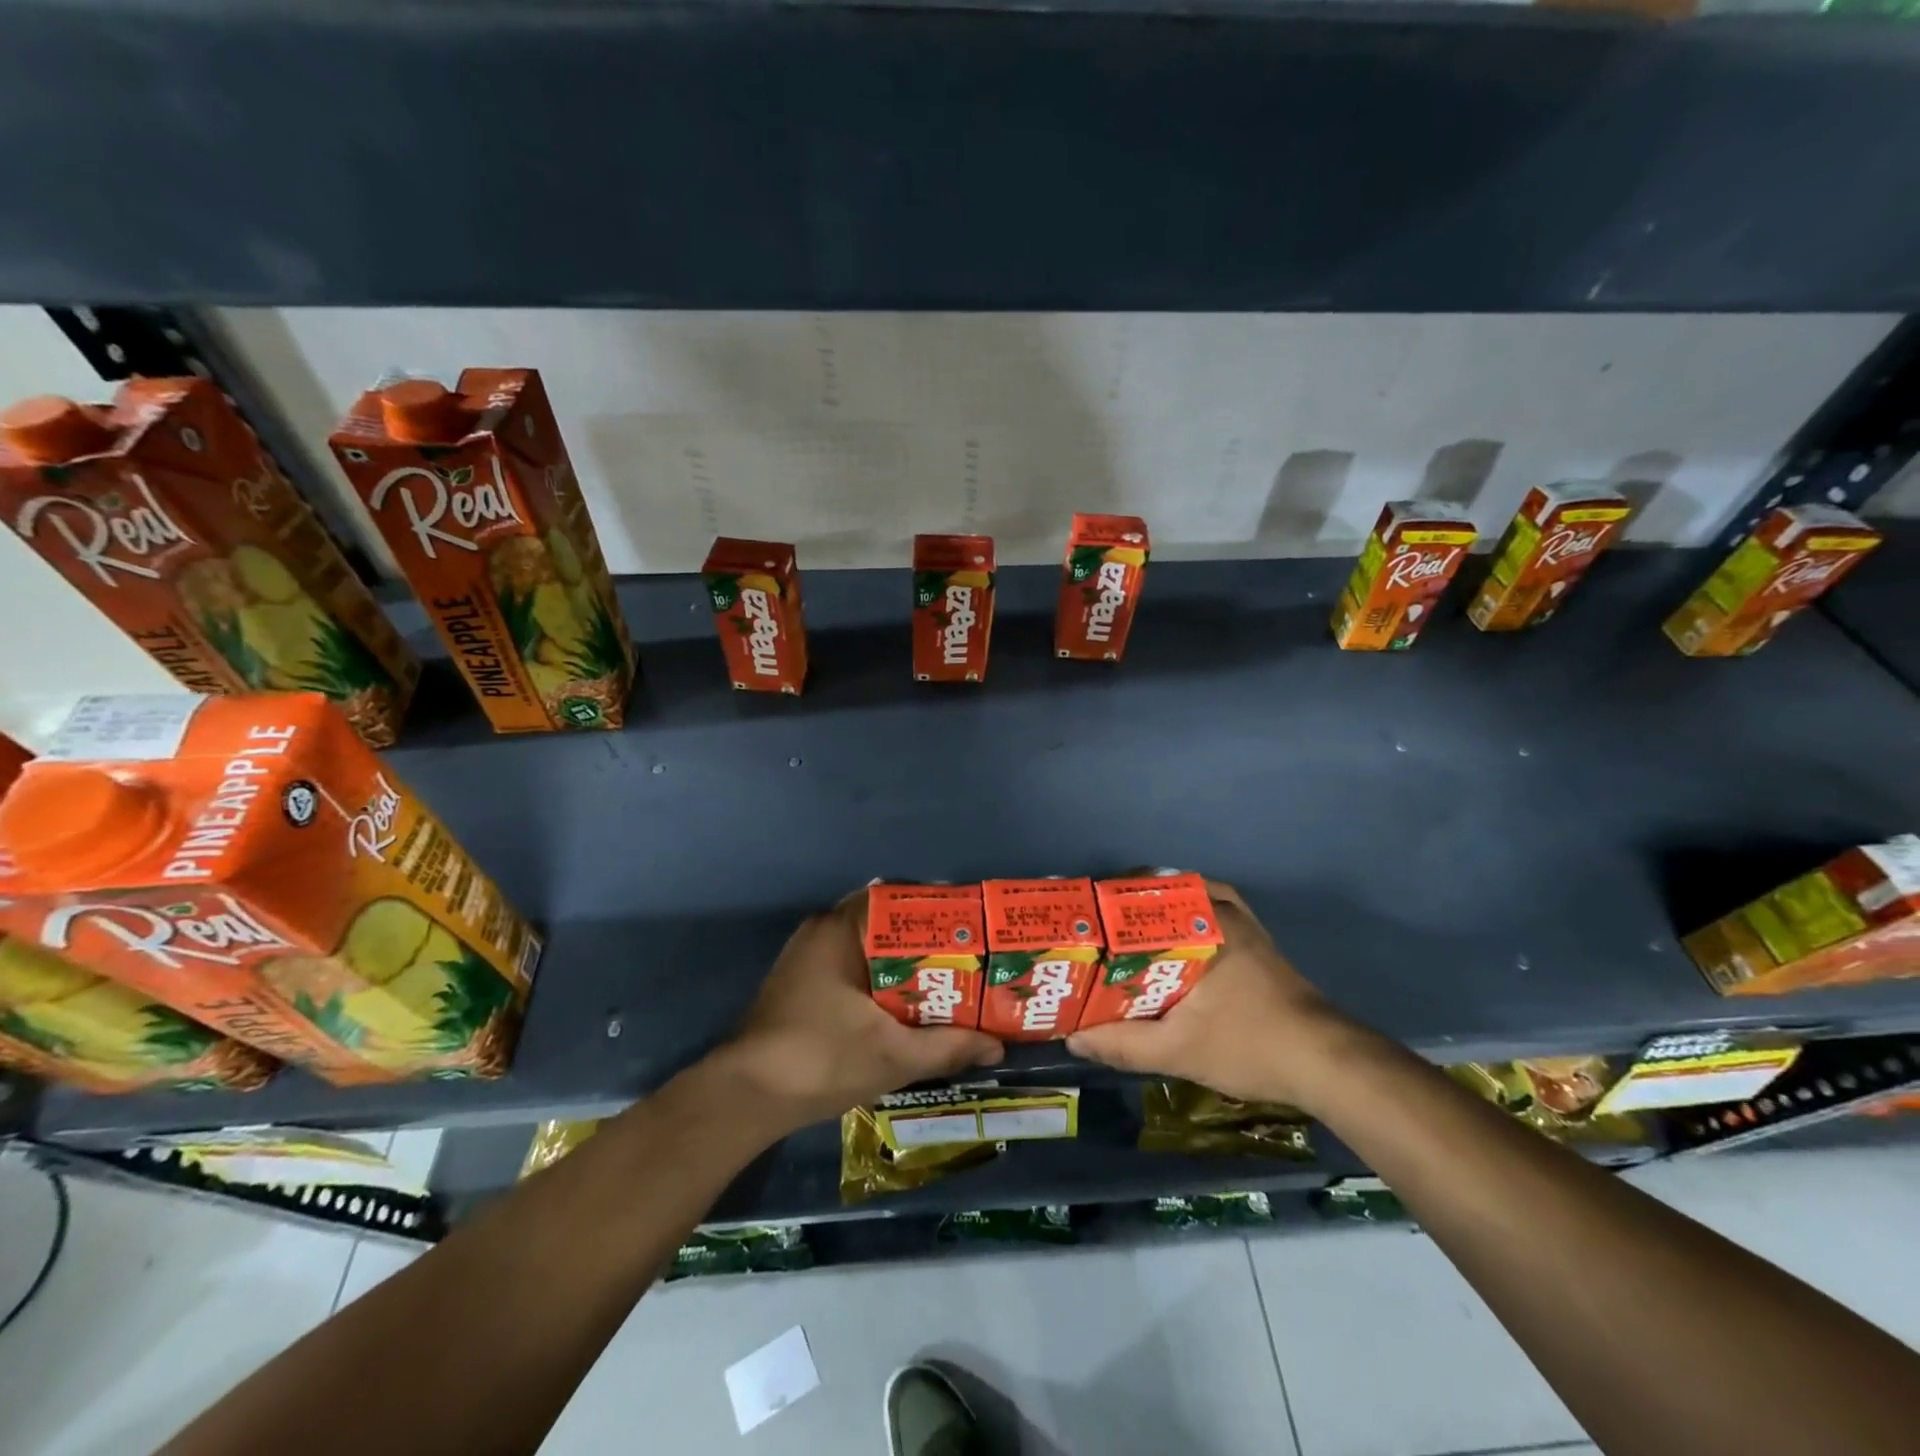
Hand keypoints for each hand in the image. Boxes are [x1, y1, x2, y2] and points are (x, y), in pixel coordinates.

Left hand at [716, 896, 1003, 1134]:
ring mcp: (807, 956)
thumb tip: (997, 1045)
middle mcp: (822, 930)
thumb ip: (948, 1046)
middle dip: (926, 940)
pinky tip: (906, 1001)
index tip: (970, 926)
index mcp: (840, 929)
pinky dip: (880, 976)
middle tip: (967, 956)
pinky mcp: (800, 981)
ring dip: (902, 961)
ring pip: (867, 946)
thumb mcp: (894, 1055)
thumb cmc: (821, 1060)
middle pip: (885, 922)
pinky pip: (851, 964)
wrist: (746, 1097)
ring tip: (947, 977)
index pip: (898, 898)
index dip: (937, 910)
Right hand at [1067, 879, 1355, 1111]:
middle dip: (1124, 903)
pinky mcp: (1255, 938)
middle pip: (1162, 889)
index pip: (1141, 895)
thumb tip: (1073, 1037)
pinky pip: (1209, 909)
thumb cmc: (1250, 1045)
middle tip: (1095, 927)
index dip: (1104, 903)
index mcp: (1201, 924)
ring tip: (1124, 930)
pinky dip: (1184, 915)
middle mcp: (1222, 909)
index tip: (1079, 918)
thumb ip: (1122, 1043)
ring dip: (1155, 907)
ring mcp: (1243, 921)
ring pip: (1186, 896)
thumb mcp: (1178, 1051)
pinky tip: (1169, 942)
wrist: (1327, 1061)